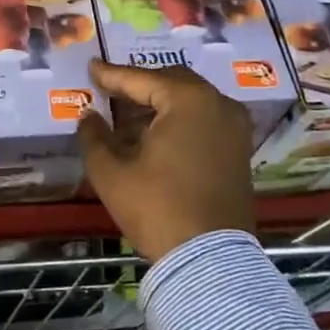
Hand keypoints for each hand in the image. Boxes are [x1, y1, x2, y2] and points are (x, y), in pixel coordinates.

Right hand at [77, 60, 256, 262]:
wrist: (210, 262)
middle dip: (139, 86)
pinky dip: (178, 120)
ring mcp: (235, 128)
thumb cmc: (157, 208)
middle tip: (110, 91)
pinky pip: (204, 120)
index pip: (141, 79)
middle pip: (171, 82)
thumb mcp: (111, 172)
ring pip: (190, 101)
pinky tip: (154, 136)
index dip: (112, 75)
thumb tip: (89, 117)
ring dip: (159, 105)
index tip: (91, 67)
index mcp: (188, 100)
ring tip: (127, 117)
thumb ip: (94, 136)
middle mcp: (218, 104)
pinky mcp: (240, 151)